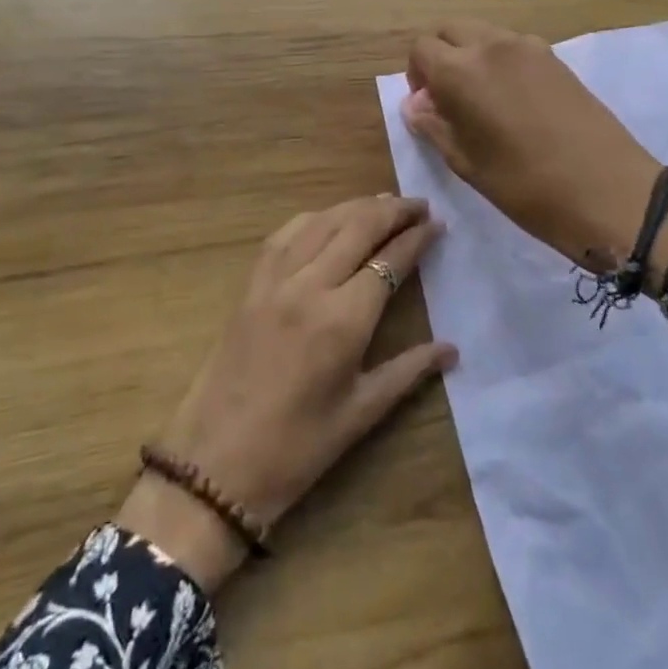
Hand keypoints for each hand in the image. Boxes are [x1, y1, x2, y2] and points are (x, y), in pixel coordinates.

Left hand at [117, 195, 455, 591]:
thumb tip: (452, 349)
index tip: (438, 223)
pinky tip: (328, 218)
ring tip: (383, 202)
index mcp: (344, 320)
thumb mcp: (361, 413)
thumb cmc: (296, 449)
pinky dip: (314, 218)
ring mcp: (276, 280)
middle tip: (419, 204)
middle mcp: (310, 285)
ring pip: (323, 221)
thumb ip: (409, 371)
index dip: (417, 238)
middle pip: (358, 227)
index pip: (390, 261)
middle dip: (393, 210)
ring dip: (356, 206)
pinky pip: (286, 234)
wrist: (214, 466)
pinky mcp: (251, 284)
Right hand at [403, 20, 667, 279]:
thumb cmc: (528, 187)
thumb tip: (416, 104)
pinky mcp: (556, 58)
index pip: (421, 49)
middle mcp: (493, 46)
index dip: (417, 76)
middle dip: (441, 57)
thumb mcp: (469, 164)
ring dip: (471, 56)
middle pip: (451, 30)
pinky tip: (516, 101)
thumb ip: (435, 126)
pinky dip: (500, 61)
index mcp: (463, 71)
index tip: (429, 107)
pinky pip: (513, 46)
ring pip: (483, 34)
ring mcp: (529, 47)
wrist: (610, 191)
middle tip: (450, 99)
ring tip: (484, 101)